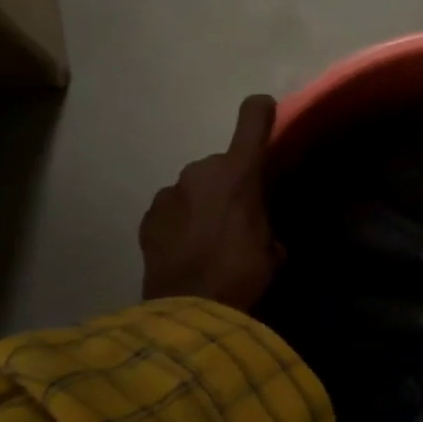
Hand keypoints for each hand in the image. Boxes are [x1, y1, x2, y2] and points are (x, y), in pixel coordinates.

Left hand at [140, 95, 282, 310]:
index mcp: (240, 172)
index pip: (252, 119)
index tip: (266, 110)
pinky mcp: (149, 215)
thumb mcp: (273, 249)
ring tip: (208, 237)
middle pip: (221, 164)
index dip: (261, 111)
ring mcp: (170, 192)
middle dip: (229, 183)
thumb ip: (268, 223)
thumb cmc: (242, 275)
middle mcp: (201, 170)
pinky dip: (180, 220)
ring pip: (194, 187)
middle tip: (236, 217)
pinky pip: (172, 208)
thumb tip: (264, 230)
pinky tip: (186, 248)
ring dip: (203, 202)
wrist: (189, 311)